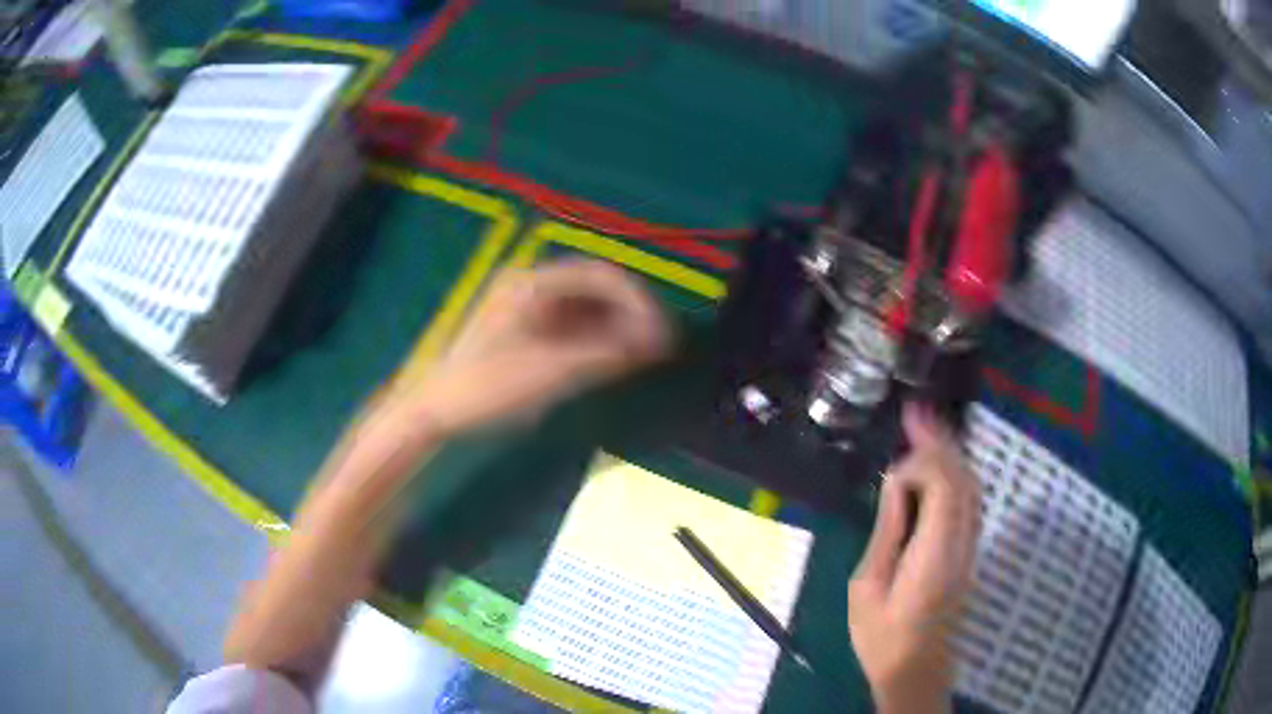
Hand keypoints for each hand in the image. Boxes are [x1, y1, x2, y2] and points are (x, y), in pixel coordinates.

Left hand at [394, 258, 670, 436]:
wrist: (435, 411)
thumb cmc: (486, 387)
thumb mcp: (550, 372)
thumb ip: (606, 354)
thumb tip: (656, 342)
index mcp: (533, 283)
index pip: (601, 274)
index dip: (639, 300)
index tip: (663, 330)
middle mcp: (531, 285)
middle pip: (595, 287)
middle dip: (630, 313)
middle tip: (660, 344)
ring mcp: (525, 307)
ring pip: (585, 307)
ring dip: (616, 327)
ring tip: (642, 355)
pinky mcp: (523, 329)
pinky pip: (571, 324)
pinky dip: (595, 338)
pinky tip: (611, 359)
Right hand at [848, 404, 980, 713]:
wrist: (915, 669)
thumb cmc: (882, 637)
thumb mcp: (868, 587)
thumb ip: (887, 532)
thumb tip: (895, 483)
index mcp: (934, 555)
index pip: (944, 487)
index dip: (923, 461)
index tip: (894, 458)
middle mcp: (961, 544)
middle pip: (964, 479)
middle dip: (941, 441)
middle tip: (915, 413)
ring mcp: (969, 547)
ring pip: (971, 486)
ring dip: (951, 452)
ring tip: (925, 426)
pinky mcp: (968, 552)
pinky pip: (969, 500)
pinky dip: (956, 473)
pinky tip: (939, 462)